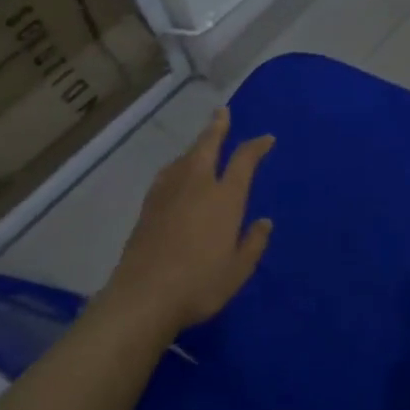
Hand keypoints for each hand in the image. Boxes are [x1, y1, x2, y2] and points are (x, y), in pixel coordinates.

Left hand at [102, 107, 273, 336]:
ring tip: (202, 142)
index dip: (257, 146)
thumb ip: (253, 243)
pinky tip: (174, 172)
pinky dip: (176, 165)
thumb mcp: (238, 270)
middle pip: (207, 146)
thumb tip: (264, 222)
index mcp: (225, 198)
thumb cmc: (199, 284)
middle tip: (221, 112)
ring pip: (184, 158)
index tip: (266, 138)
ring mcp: (169, 194)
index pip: (244, 161)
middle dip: (217, 127)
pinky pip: (167, 174)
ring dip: (196, 145)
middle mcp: (197, 186)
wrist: (143, 297)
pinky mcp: (148, 207)